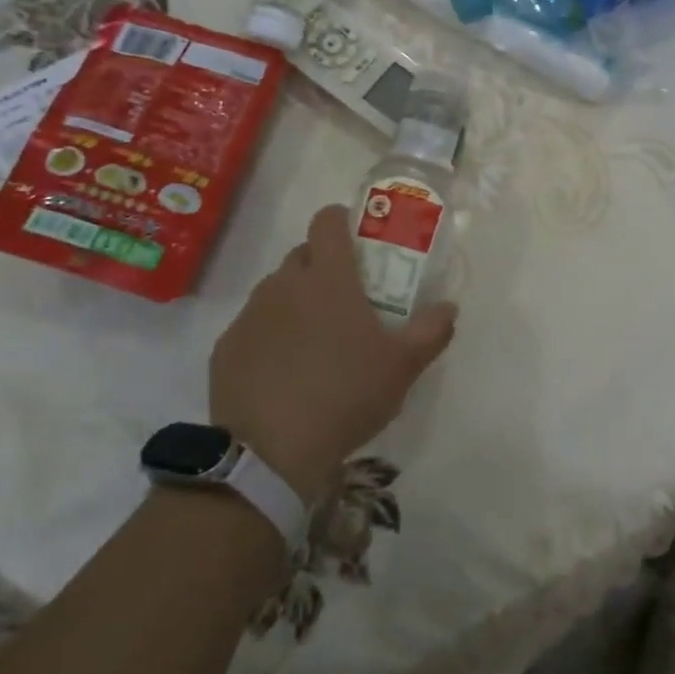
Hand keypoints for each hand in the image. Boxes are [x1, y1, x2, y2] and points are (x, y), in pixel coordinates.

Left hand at [208, 205, 456, 504]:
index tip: (357, 240)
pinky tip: (284, 371)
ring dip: (296, 301)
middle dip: (323, 266)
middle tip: (346, 300)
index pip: (327, 221)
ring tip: (316, 341)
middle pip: (303, 255)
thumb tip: (448, 308)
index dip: (342, 220)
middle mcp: (284, 284)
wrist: (270, 453)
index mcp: (328, 278)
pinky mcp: (226, 348)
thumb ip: (432, 330)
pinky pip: (253, 326)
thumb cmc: (346, 394)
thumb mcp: (403, 366)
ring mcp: (250, 316)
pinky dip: (270, 336)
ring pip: (276, 290)